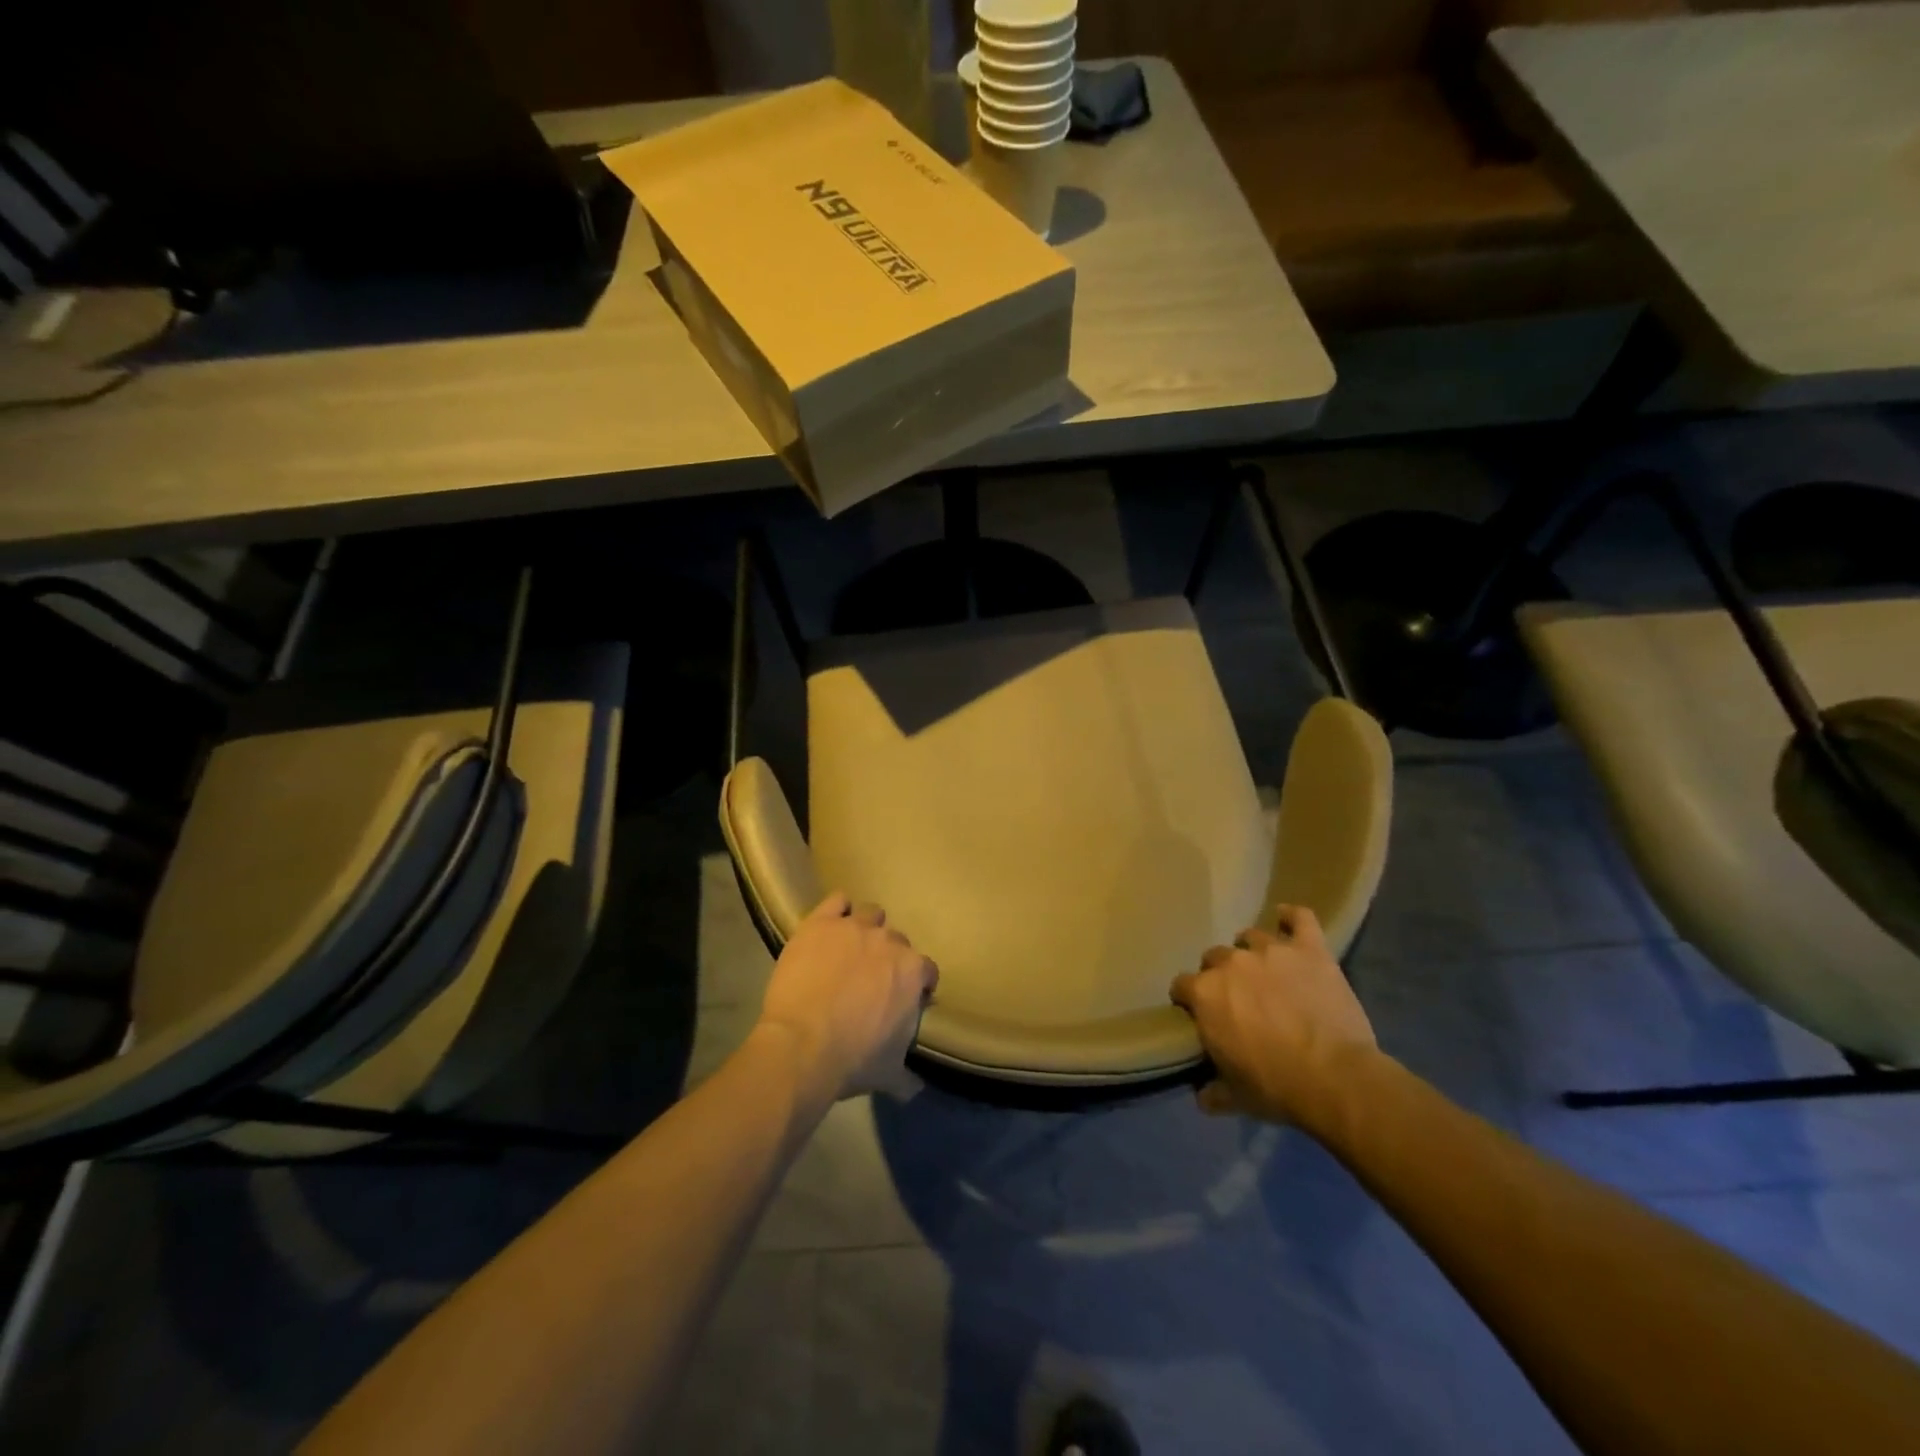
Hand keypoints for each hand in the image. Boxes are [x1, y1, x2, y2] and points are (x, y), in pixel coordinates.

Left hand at [755, 892, 937, 1104]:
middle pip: (897, 940)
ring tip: (850, 949)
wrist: (803, 1046)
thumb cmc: (853, 1060)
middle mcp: (889, 942)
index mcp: (912, 972)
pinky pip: (836, 901)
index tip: (905, 998)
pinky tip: (830, 926)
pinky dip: (837, 910)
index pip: (926, 970)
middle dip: (888, 957)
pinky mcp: (821, 922)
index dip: (917, 983)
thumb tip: (916, 1088)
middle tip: (871, 978)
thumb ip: (906, 1076)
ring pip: (870, 913)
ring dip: (866, 928)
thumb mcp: (888, 1073)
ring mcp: (854, 927)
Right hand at [1169, 905, 1379, 1124]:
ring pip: (1251, 937)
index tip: (1200, 1015)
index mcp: (1205, 993)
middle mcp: (1231, 963)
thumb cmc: (1276, 1087)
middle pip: (1214, 958)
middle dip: (1222, 976)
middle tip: (1240, 999)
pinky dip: (1291, 918)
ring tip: (1266, 971)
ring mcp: (1271, 951)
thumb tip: (1201, 1096)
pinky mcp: (1309, 949)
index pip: (1181, 985)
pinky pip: (1299, 919)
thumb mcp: (1235, 1097)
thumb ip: (1212, 1091)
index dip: (1189, 1000)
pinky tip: (1287, 920)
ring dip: (1253, 952)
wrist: (1335, 1079)